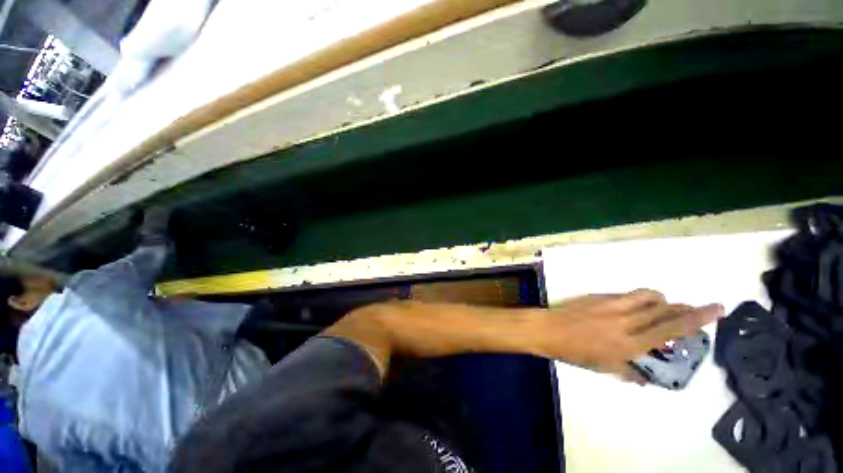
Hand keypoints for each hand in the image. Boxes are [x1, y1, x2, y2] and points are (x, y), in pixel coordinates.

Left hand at [533, 290, 723, 379]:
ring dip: (661, 301)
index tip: (717, 308)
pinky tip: (631, 307)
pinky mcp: (600, 296)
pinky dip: (638, 299)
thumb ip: (629, 373)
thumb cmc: (575, 353)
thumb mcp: (604, 368)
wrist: (549, 329)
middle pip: (665, 309)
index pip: (672, 329)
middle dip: (684, 308)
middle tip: (691, 311)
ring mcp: (612, 305)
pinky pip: (627, 294)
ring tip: (661, 309)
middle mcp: (626, 321)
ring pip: (648, 296)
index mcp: (631, 344)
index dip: (698, 318)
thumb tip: (645, 380)